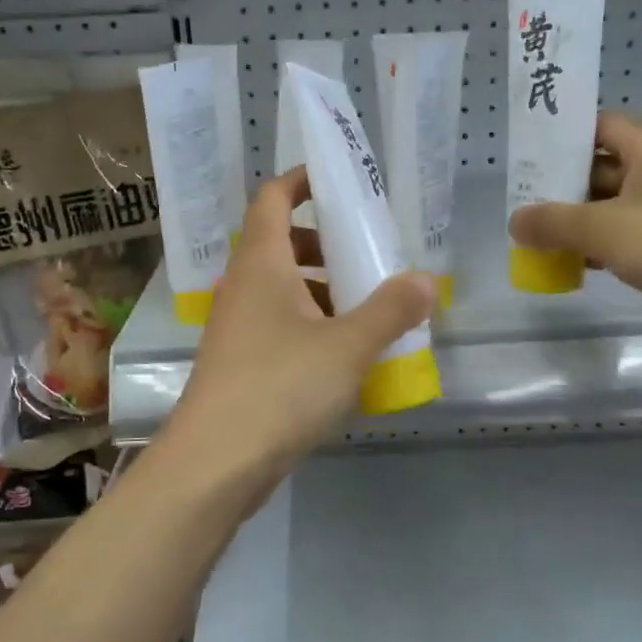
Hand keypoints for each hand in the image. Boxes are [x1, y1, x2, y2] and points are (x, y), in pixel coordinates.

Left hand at [163, 168, 437, 502]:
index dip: (301, 180)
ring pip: (280, 290)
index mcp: (261, 264)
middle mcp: (242, 287)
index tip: (338, 179)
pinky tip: (342, 357)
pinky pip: (277, 327)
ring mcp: (236, 328)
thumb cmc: (279, 387)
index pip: (272, 199)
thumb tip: (426, 281)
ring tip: (365, 309)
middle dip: (323, 243)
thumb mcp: (347, 346)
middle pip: (279, 244)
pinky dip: (309, 326)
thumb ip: (390, 310)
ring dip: (320, 290)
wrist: (214, 463)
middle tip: (366, 255)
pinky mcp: (239, 364)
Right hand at [508, 112, 641, 340]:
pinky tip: (582, 263)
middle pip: (604, 164)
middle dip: (564, 186)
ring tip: (544, 238)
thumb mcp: (604, 230)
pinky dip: (608, 240)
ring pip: (618, 200)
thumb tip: (516, 221)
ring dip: (583, 218)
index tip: (527, 160)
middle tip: (526, 205)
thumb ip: (553, 223)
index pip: (598, 125)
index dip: (561, 139)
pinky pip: (635, 227)